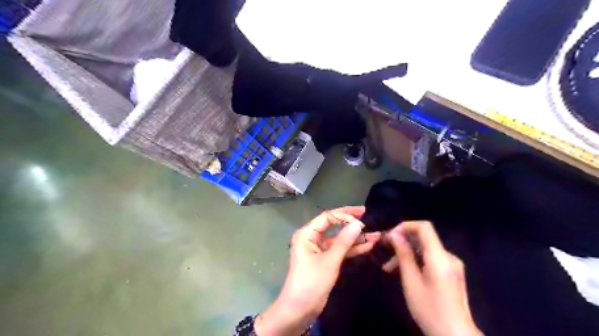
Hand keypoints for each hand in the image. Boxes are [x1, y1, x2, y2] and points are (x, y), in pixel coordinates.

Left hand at [255, 206, 380, 333]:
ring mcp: (319, 249)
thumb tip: (358, 224)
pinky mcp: (325, 259)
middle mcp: (312, 238)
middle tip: (368, 215)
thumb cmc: (310, 283)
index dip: (344, 215)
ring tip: (376, 233)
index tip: (362, 217)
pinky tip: (368, 245)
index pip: (327, 217)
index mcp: (307, 234)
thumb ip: (344, 242)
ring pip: (339, 238)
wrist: (299, 311)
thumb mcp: (329, 262)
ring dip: (355, 237)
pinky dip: (352, 248)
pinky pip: (339, 250)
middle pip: (333, 225)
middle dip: (350, 222)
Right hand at [384, 220, 480, 335]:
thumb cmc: (430, 309)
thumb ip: (403, 255)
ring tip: (388, 267)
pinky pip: (431, 259)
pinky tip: (404, 271)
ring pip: (425, 250)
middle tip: (385, 249)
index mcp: (440, 257)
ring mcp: (452, 265)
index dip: (405, 226)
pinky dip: (416, 261)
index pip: (424, 227)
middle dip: (403, 241)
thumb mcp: (411, 281)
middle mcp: (448, 257)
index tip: (390, 236)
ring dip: (407, 253)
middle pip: (424, 238)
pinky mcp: (451, 274)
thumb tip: (394, 235)